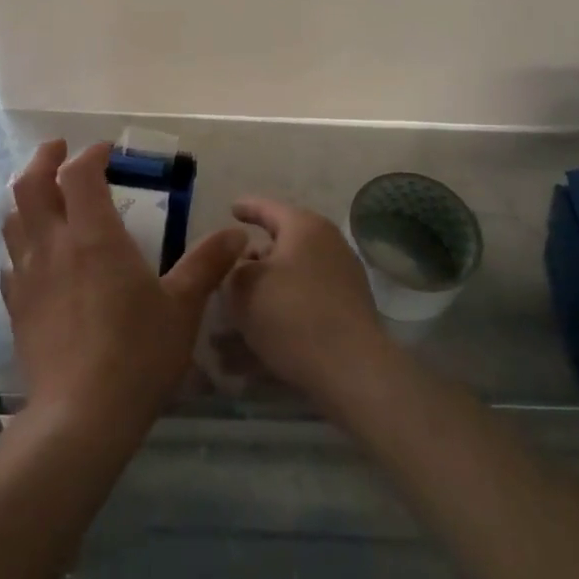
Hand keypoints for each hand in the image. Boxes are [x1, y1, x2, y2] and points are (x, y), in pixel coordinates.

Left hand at [2, 141, 246, 443]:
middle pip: (30, 185)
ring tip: (45, 196)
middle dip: (43, 159)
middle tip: (59, 151)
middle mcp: (52, 246)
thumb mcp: (182, 308)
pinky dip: (21, 245)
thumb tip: (237, 234)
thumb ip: (207, 264)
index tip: (107, 152)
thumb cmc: (137, 354)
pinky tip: (36, 257)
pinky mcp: (16, 306)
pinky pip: (11, 261)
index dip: (90, 154)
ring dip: (26, 197)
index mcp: (92, 236)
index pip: (79, 174)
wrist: (81, 415)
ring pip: (13, 220)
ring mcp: (27, 276)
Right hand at [226, 198, 394, 405]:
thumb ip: (233, 266)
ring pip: (290, 282)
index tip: (231, 210)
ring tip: (232, 320)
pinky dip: (279, 318)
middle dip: (253, 261)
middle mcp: (328, 246)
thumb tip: (244, 263)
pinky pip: (303, 308)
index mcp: (304, 227)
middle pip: (282, 246)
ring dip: (262, 296)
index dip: (246, 208)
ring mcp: (342, 281)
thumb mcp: (242, 285)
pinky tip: (253, 348)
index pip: (268, 208)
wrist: (350, 369)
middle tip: (228, 271)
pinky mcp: (347, 314)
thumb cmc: (289, 313)